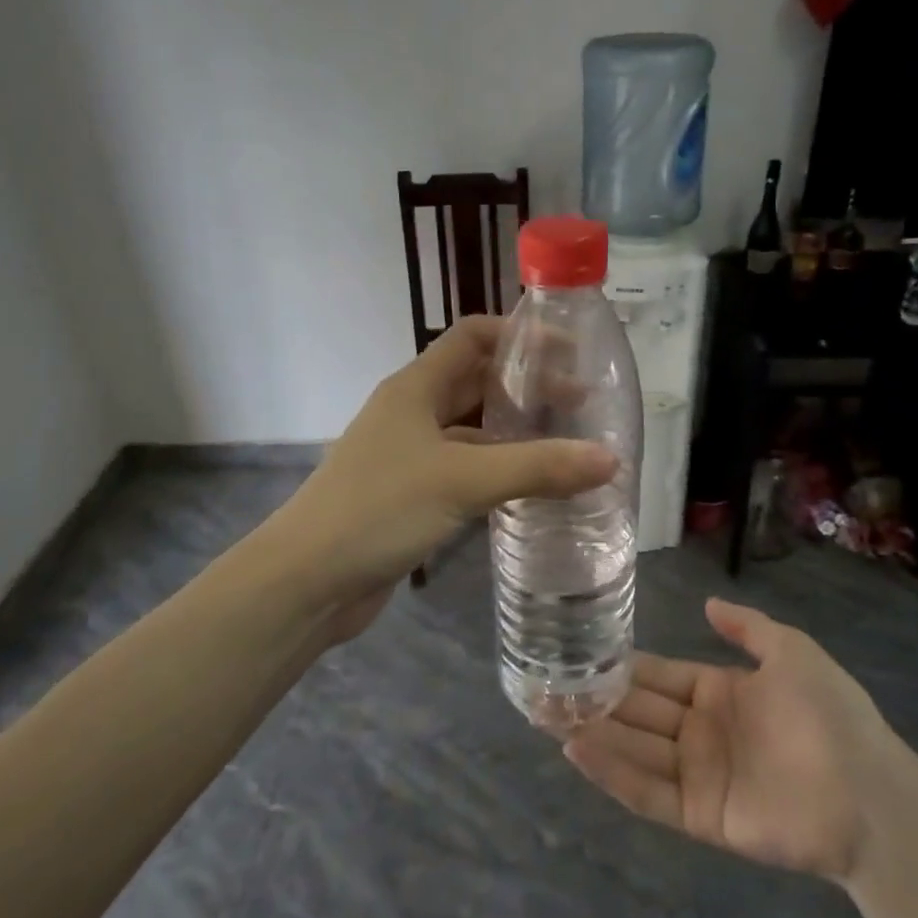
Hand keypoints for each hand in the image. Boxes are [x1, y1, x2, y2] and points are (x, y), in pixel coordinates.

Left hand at [270, 316, 617, 606]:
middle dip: (527, 387)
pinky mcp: (411, 494)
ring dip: (515, 431)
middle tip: (582, 406)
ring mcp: (409, 455)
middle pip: (476, 381)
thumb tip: (611, 459)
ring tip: (568, 445)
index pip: (473, 336)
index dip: (520, 336)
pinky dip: (498, 470)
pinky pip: (465, 469)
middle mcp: (412, 412)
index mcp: (415, 387)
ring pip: (472, 429)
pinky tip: (531, 488)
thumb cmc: (379, 510)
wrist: (306, 581)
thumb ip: (537, 468)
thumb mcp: (462, 481)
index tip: (570, 353)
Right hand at [563, 599, 902, 883]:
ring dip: (593, 733)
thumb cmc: (831, 715)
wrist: (870, 794)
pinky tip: (578, 750)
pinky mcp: (699, 815)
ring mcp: (698, 775)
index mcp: (719, 693)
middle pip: (637, 712)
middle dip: (594, 700)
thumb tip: (708, 603)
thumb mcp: (793, 652)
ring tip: (546, 715)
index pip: (659, 676)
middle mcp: (701, 732)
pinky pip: (648, 793)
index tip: (580, 654)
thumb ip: (748, 628)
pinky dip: (613, 773)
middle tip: (544, 686)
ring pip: (634, 750)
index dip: (622, 667)